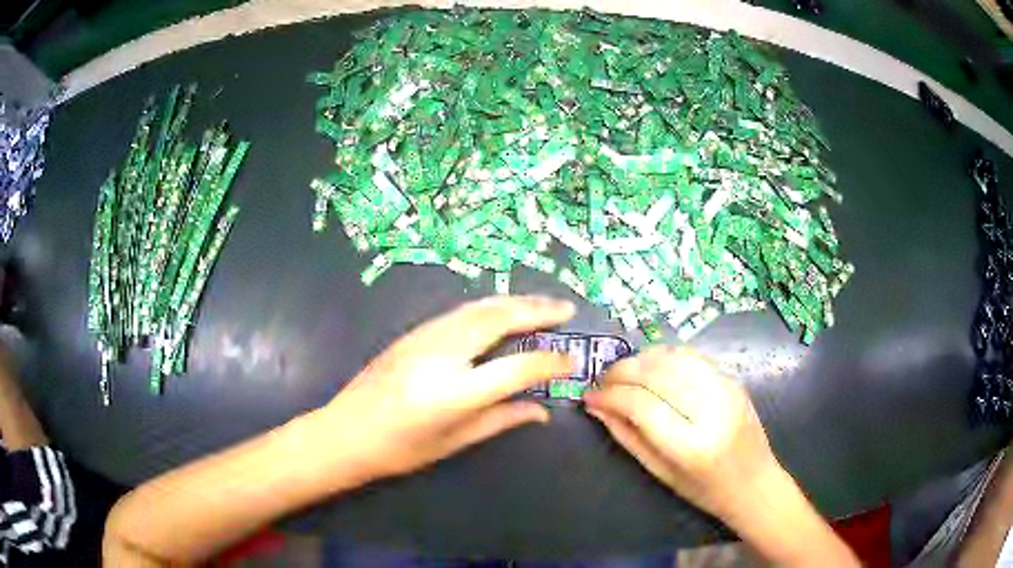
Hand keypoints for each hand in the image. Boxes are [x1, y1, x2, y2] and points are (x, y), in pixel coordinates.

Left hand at [318, 295, 575, 481]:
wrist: (344, 433)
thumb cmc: (398, 450)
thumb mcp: (454, 441)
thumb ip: (501, 420)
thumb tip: (542, 410)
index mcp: (452, 392)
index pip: (516, 367)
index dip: (550, 362)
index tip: (571, 360)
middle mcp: (440, 355)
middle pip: (497, 319)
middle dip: (536, 309)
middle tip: (566, 309)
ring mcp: (423, 338)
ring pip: (478, 308)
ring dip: (514, 302)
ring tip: (542, 305)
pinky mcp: (412, 332)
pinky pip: (460, 312)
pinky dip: (489, 308)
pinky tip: (502, 313)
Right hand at [583, 347, 778, 518]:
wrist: (755, 482)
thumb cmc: (704, 490)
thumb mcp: (660, 472)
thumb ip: (627, 437)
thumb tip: (596, 406)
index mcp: (692, 445)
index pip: (642, 405)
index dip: (610, 396)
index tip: (589, 396)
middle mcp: (712, 410)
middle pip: (657, 373)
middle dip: (622, 371)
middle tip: (602, 381)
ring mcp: (726, 389)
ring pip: (674, 356)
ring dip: (642, 359)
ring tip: (624, 373)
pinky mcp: (733, 378)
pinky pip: (692, 356)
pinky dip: (665, 356)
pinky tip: (651, 368)